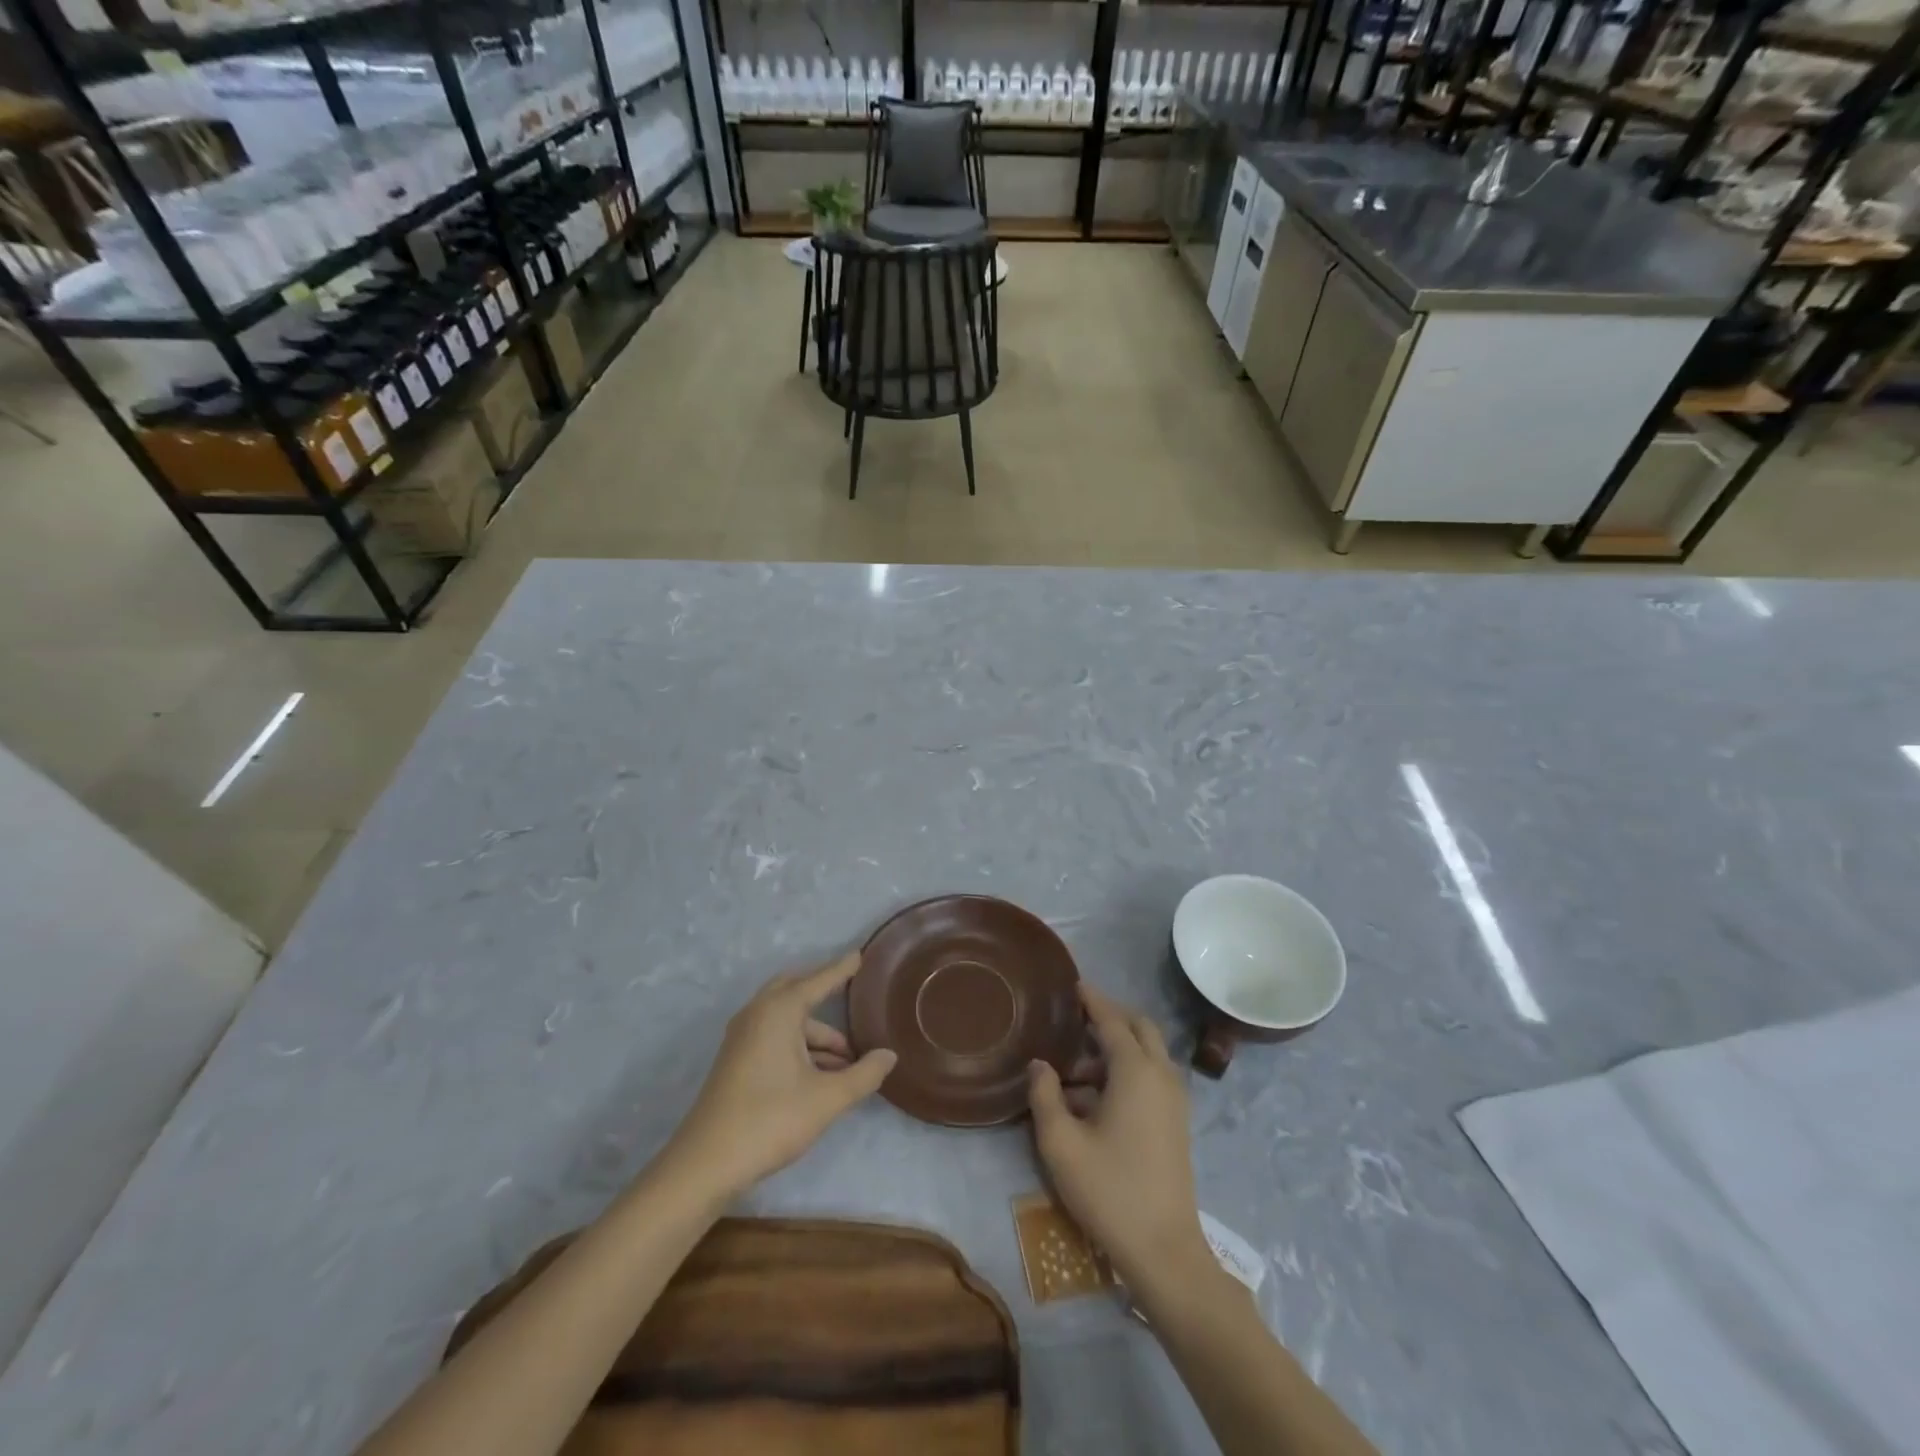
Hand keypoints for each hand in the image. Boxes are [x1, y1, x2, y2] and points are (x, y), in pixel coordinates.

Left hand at [665, 953, 895, 1200]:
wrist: (706, 1163)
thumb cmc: (770, 1119)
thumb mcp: (827, 1098)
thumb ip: (864, 1074)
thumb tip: (889, 1055)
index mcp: (779, 1011)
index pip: (819, 980)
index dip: (842, 969)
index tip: (861, 954)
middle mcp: (758, 1014)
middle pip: (796, 990)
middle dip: (824, 992)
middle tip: (852, 995)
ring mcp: (742, 1037)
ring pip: (786, 1020)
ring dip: (816, 1033)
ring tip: (849, 1061)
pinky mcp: (736, 1060)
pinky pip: (774, 1036)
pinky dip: (799, 1045)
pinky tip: (821, 1073)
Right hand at [1028, 984, 1210, 1291]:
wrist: (1164, 1250)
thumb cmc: (1109, 1190)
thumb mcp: (1061, 1143)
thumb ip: (1045, 1096)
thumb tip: (1040, 1064)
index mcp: (1135, 1071)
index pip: (1112, 1020)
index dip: (1092, 1000)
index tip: (1074, 984)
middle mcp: (1161, 1075)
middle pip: (1140, 1027)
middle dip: (1111, 1016)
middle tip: (1078, 1017)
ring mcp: (1175, 1099)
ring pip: (1149, 1052)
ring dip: (1118, 1047)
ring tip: (1077, 1069)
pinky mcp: (1177, 1122)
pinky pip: (1153, 1076)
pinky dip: (1129, 1069)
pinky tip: (1097, 1098)